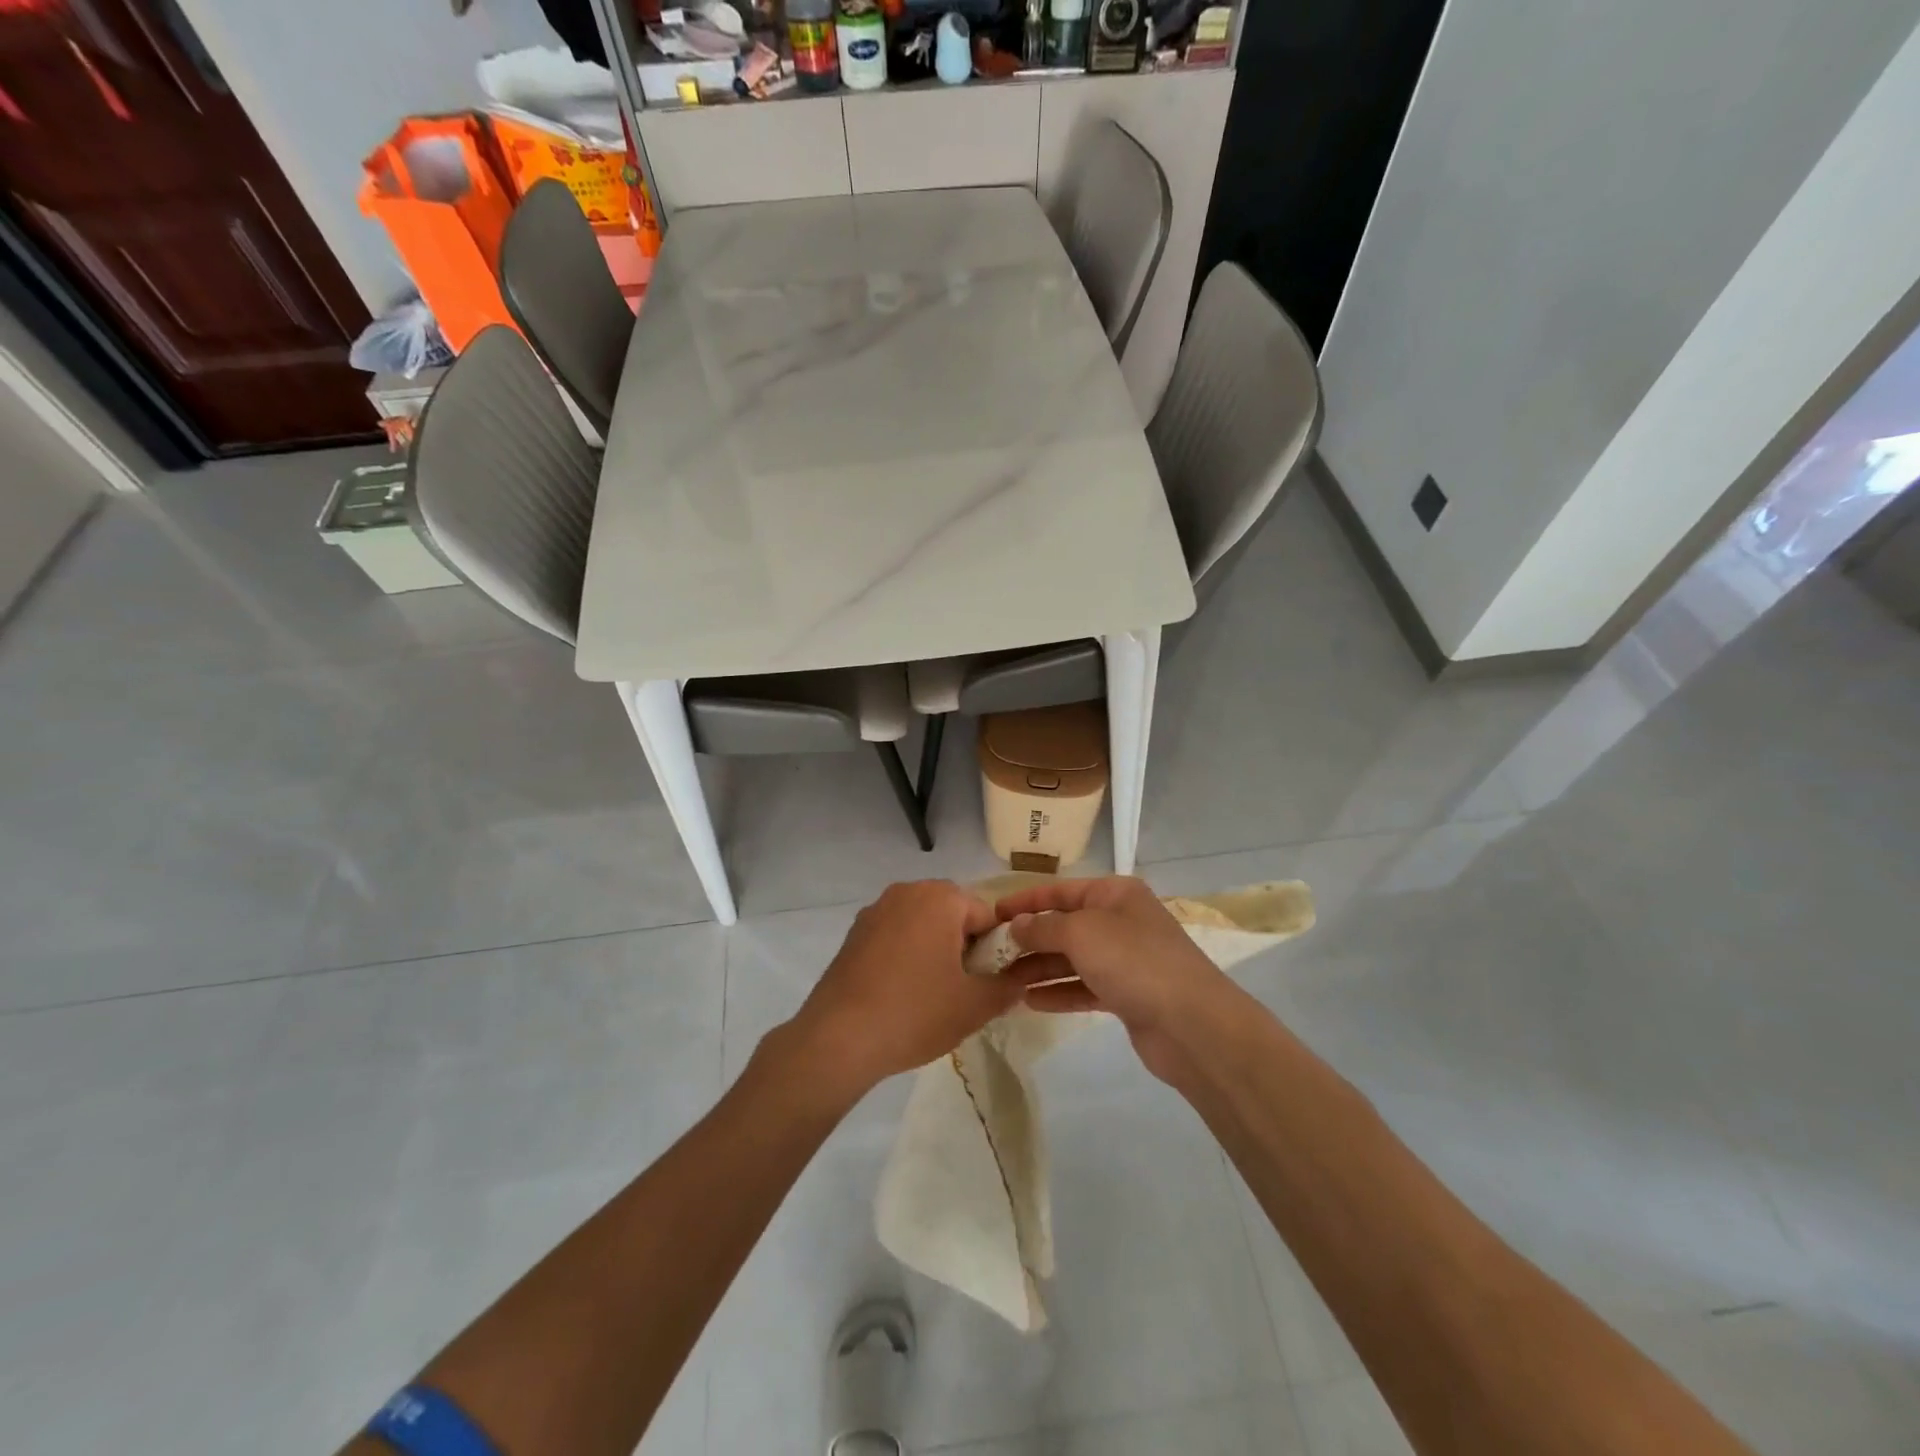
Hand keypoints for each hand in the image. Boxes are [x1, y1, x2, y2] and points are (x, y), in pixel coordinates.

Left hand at [783, 881, 1021, 1098]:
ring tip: (930, 994)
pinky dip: (905, 955)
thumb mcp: (975, 1005)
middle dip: (963, 947)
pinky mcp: (854, 932)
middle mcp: (907, 892)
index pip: (986, 916)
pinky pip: (895, 935)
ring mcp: (876, 910)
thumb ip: (1008, 987)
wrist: (838, 1038)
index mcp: (940, 898)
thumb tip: (1021, 980)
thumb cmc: (915, 1013)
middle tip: (962, 990)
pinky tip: (900, 992)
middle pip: (953, 915)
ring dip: (934, 950)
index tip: (986, 983)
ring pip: (922, 924)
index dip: (994, 950)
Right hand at [994, 876, 1229, 1085]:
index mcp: (1114, 894)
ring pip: (1072, 959)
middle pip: (1065, 925)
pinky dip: (1059, 992)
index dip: (1024, 901)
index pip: (1060, 890)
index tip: (990, 915)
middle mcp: (1120, 921)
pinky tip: (1030, 1001)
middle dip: (1029, 938)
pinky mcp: (1127, 995)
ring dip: (1039, 968)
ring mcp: (1125, 960)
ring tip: (1003, 980)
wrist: (1192, 1024)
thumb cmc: (1134, 961)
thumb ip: (1043, 927)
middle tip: (990, 955)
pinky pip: (1084, 987)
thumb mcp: (1082, 932)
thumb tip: (1016, 925)